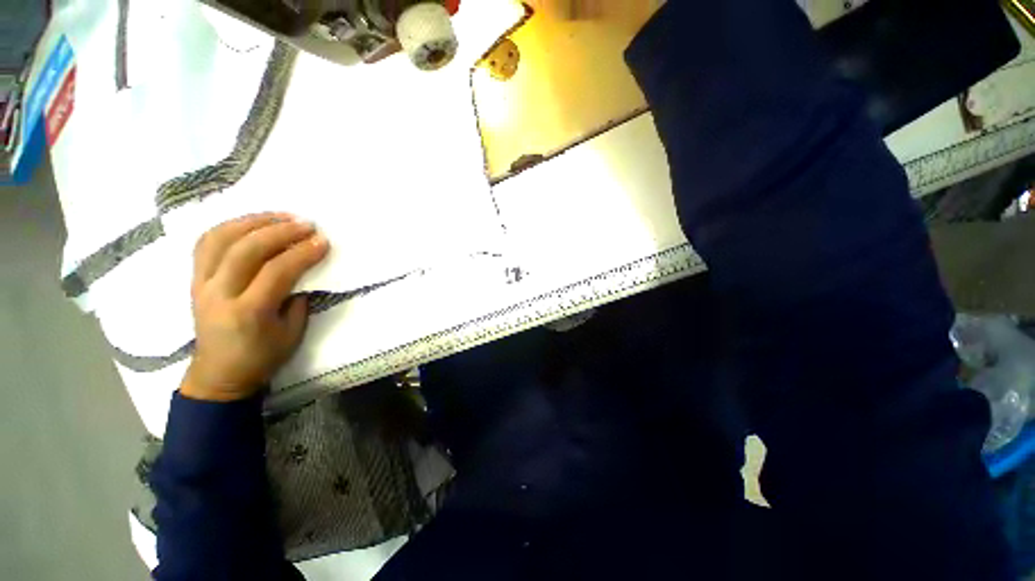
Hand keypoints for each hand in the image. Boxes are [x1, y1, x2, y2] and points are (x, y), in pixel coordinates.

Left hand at [181, 213, 329, 401]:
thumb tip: (304, 272)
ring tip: (280, 216)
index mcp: (248, 312)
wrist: (219, 374)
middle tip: (306, 224)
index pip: (277, 272)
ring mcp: (201, 284)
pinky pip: (206, 244)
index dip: (303, 253)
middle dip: (280, 231)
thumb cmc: (261, 357)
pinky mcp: (194, 280)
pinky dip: (228, 227)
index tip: (323, 242)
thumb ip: (298, 300)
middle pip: (246, 250)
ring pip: (219, 240)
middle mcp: (219, 294)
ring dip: (252, 222)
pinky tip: (250, 223)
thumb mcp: (292, 333)